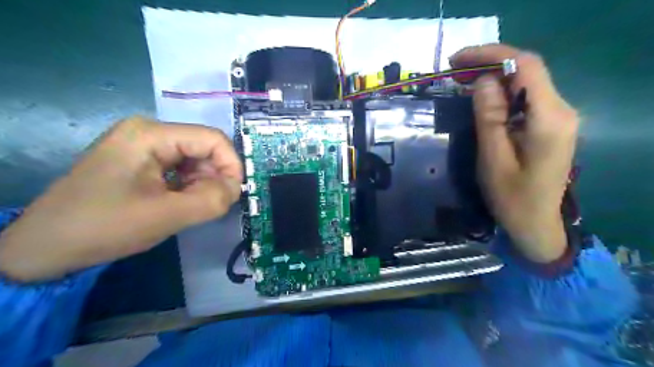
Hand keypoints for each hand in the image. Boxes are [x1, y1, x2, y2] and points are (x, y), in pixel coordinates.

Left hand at [1, 116, 243, 279]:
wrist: (46, 246)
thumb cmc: (104, 226)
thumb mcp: (166, 215)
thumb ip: (211, 200)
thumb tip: (236, 189)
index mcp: (151, 134)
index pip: (213, 139)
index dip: (232, 165)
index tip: (235, 194)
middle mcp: (149, 131)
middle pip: (204, 148)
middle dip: (214, 178)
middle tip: (211, 206)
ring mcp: (143, 145)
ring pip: (195, 160)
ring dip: (202, 184)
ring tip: (191, 208)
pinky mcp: (141, 160)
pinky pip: (180, 168)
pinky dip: (189, 186)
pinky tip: (180, 203)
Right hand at [453, 43, 578, 263]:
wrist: (536, 223)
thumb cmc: (511, 198)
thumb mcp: (493, 159)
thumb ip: (489, 117)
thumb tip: (481, 80)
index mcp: (548, 118)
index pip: (525, 66)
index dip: (490, 54)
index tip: (457, 60)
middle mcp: (560, 110)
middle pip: (527, 69)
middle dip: (489, 62)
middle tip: (453, 69)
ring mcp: (557, 116)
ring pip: (525, 81)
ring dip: (493, 75)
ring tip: (460, 79)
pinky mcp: (549, 124)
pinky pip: (525, 96)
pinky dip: (501, 90)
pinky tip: (480, 96)